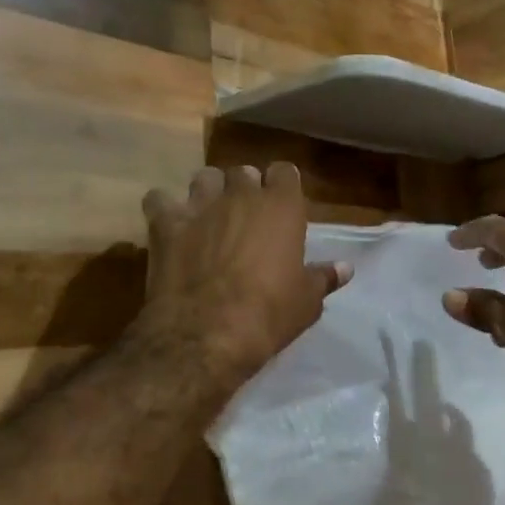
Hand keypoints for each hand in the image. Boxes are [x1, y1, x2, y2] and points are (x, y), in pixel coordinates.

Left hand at [136, 163, 349, 385]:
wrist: (207, 332)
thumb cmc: (269, 313)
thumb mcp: (307, 301)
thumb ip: (324, 277)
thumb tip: (346, 268)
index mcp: (282, 206)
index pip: (285, 172)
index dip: (282, 185)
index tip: (281, 204)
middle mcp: (241, 195)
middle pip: (243, 172)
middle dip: (244, 187)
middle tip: (245, 214)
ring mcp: (200, 205)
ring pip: (204, 177)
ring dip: (207, 191)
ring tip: (208, 214)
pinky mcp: (165, 224)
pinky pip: (158, 199)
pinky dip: (163, 208)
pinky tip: (168, 224)